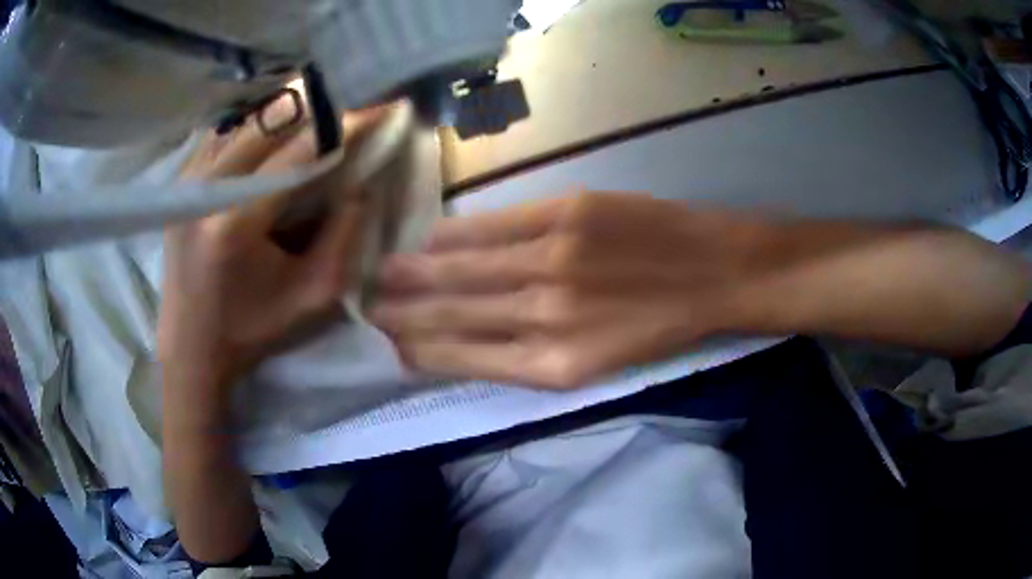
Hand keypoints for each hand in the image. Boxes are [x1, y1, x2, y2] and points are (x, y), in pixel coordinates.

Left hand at [158, 114, 376, 399]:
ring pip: (244, 119)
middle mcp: (205, 189)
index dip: (346, 125)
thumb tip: (362, 184)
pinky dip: (253, 123)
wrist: (190, 346)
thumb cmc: (251, 329)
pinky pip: (222, 133)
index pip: (300, 152)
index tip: (383, 107)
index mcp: (237, 223)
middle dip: (318, 107)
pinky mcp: (178, 183)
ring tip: (318, 110)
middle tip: (351, 107)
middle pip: (270, 120)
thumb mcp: (312, 297)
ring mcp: (186, 182)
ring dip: (285, 110)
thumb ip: (344, 238)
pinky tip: (274, 129)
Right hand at [370, 192, 762, 387]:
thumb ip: (530, 353)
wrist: (715, 274)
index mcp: (553, 366)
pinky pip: (493, 227)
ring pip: (463, 270)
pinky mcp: (566, 214)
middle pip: (453, 314)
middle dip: (403, 313)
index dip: (421, 351)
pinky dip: (455, 234)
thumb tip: (469, 337)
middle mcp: (544, 317)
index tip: (390, 345)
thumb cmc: (659, 326)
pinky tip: (429, 238)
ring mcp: (552, 260)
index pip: (464, 359)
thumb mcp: (596, 363)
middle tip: (366, 308)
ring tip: (381, 275)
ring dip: (415, 274)